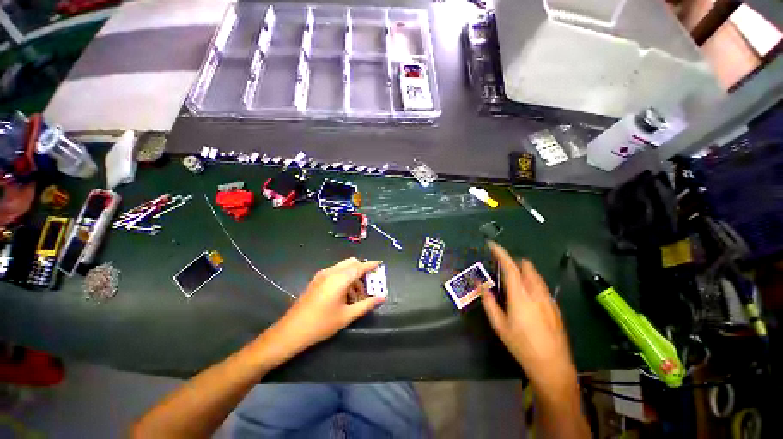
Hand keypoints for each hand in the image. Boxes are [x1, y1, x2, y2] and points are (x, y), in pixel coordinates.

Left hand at [260, 258, 383, 365]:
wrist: (291, 331)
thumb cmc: (321, 324)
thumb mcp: (347, 316)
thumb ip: (366, 305)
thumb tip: (381, 298)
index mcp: (339, 279)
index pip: (360, 267)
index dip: (371, 265)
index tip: (380, 264)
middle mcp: (331, 272)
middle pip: (351, 263)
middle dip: (362, 270)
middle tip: (369, 284)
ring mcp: (322, 275)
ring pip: (343, 268)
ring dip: (353, 276)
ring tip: (357, 295)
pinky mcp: (317, 280)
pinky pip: (335, 272)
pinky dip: (344, 278)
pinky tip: (345, 294)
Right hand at [481, 242, 576, 391]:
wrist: (553, 365)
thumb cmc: (521, 345)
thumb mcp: (499, 325)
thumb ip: (488, 301)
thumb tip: (479, 284)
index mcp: (520, 296)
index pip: (510, 267)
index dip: (500, 253)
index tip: (491, 244)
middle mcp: (536, 292)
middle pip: (526, 266)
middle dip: (513, 261)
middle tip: (500, 266)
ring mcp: (548, 298)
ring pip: (535, 275)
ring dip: (523, 270)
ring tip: (512, 279)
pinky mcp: (555, 306)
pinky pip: (541, 285)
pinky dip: (531, 281)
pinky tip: (526, 295)